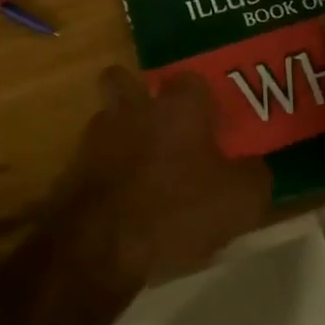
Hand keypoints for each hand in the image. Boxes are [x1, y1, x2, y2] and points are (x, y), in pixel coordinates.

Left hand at [52, 68, 271, 283]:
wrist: (99, 244)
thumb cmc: (176, 210)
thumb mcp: (239, 202)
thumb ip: (252, 176)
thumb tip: (251, 167)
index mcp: (177, 107)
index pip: (191, 80)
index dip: (202, 99)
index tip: (212, 122)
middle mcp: (132, 109)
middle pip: (124, 80)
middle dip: (137, 94)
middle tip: (160, 124)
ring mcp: (96, 136)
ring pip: (107, 119)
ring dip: (121, 135)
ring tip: (142, 169)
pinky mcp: (72, 167)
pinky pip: (94, 159)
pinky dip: (107, 172)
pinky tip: (123, 199)